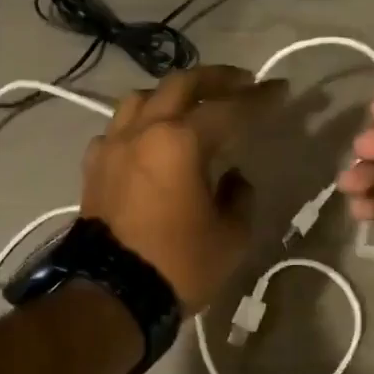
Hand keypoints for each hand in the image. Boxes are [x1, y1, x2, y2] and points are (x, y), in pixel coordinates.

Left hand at [81, 65, 284, 313]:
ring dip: (173, 94)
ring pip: (142, 98)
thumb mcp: (231, 236)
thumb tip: (233, 177)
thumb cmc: (178, 265)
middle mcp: (143, 131)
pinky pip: (119, 128)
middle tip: (243, 82)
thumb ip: (240, 196)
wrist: (111, 295)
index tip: (279, 89)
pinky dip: (141, 123)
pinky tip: (151, 138)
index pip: (228, 108)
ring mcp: (113, 145)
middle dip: (217, 78)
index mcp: (180, 142)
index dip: (259, 98)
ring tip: (193, 104)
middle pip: (181, 85)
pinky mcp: (94, 166)